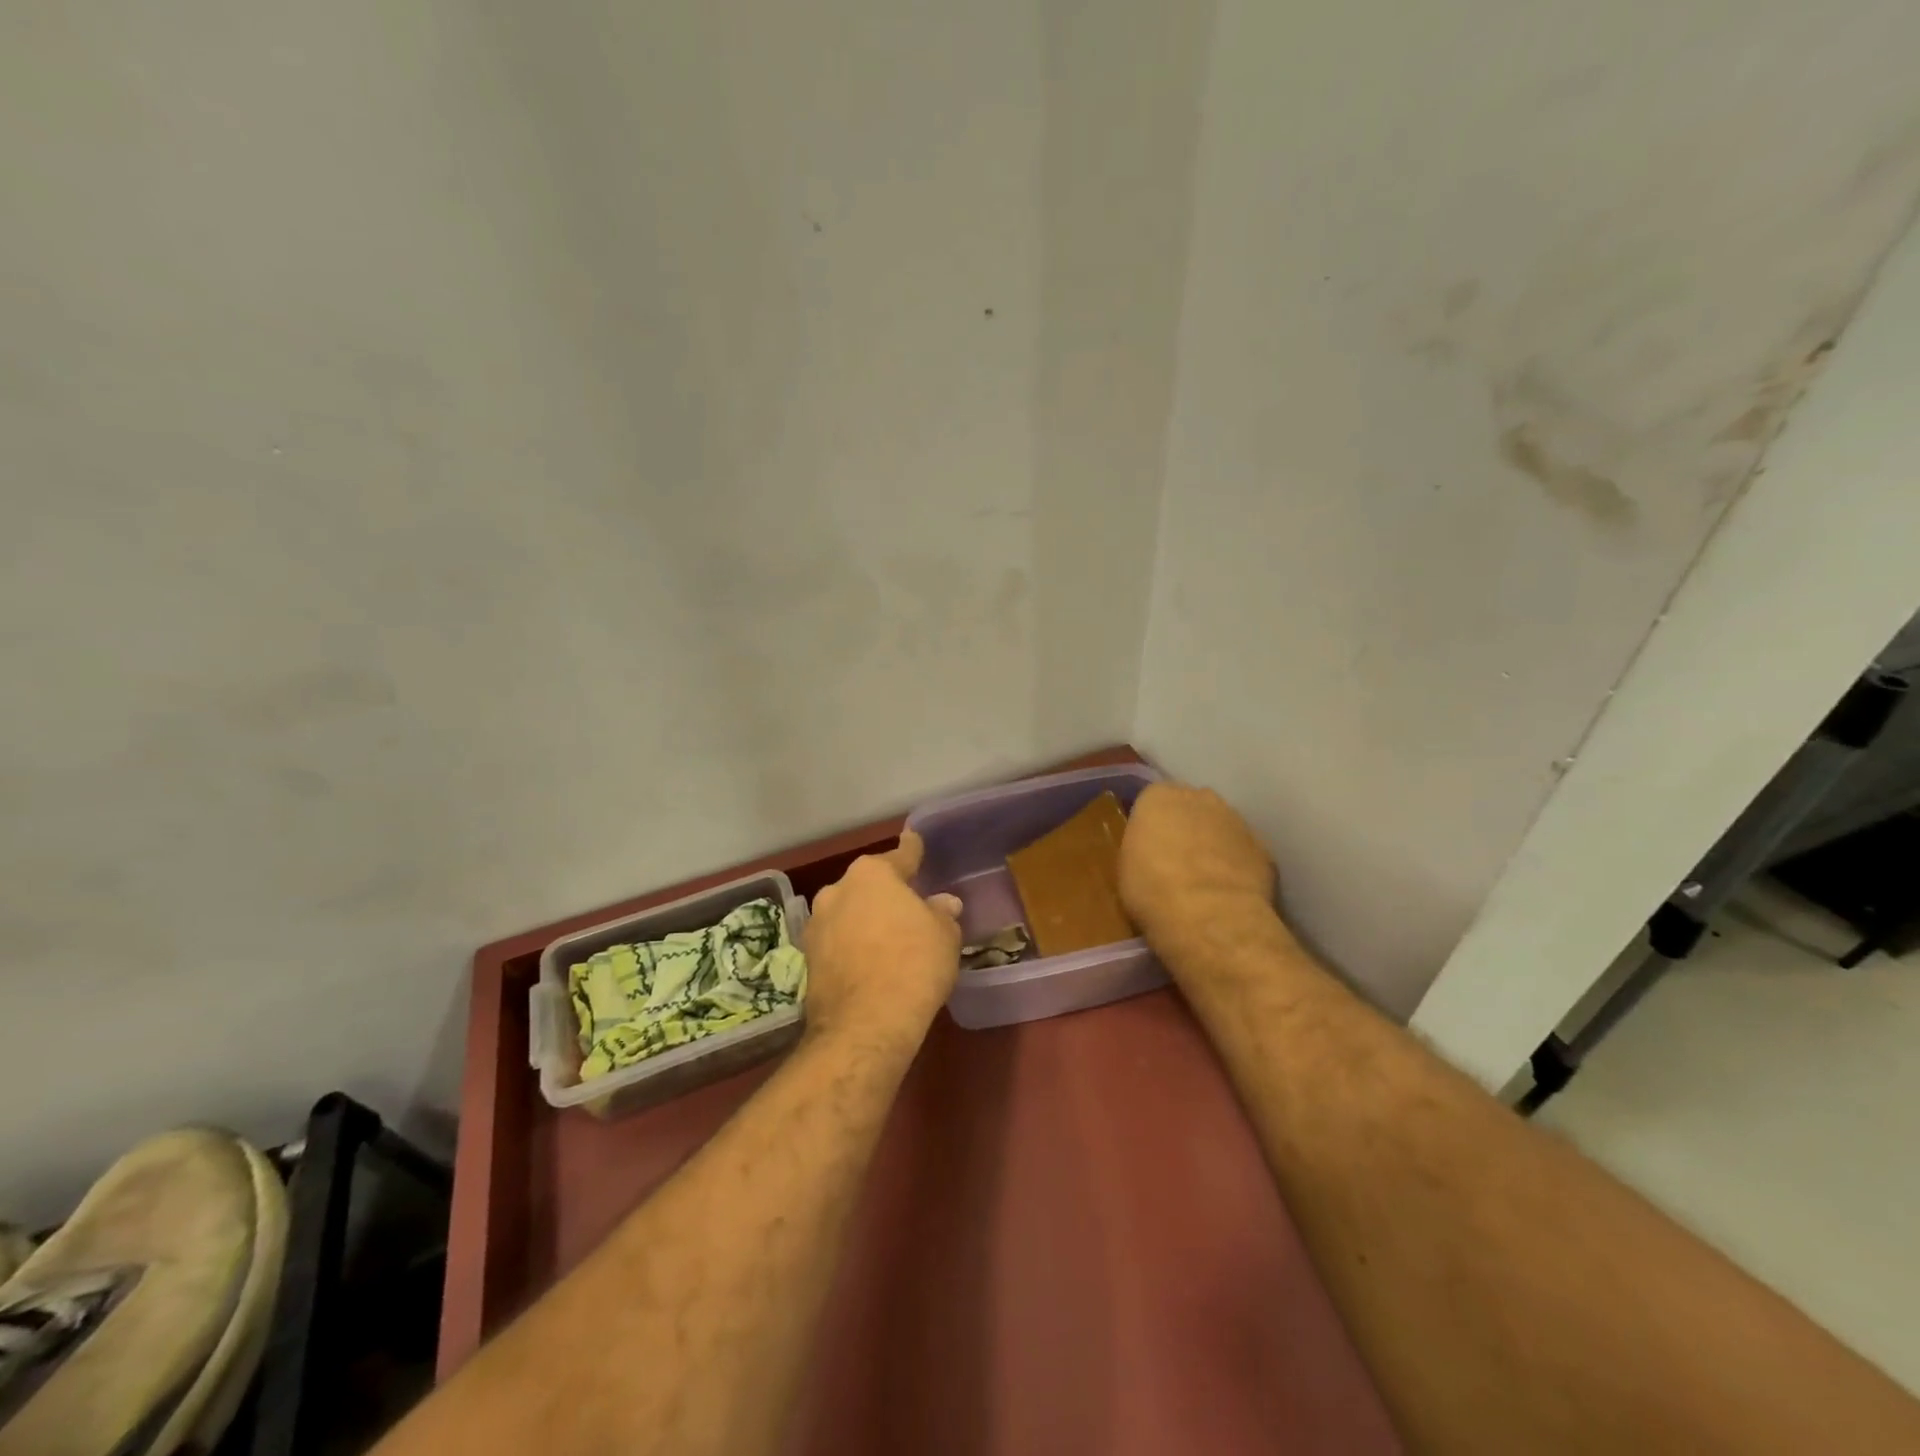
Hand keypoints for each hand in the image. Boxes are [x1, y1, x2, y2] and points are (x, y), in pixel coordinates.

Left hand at [802, 831, 962, 1053]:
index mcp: (873, 873)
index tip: (914, 840)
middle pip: (870, 884)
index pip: (901, 855)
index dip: (912, 849)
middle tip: (909, 907)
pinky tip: (869, 962)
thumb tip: (942, 904)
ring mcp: (817, 923)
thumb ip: (941, 913)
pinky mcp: (807, 957)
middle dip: (886, 892)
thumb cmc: (913, 965)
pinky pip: (838, 940)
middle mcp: (839, 889)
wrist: (865, 1024)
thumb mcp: (944, 936)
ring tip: (888, 939)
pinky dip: (852, 945)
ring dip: (866, 919)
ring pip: (850, 912)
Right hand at [1119, 783, 1276, 947]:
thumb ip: (1142, 845)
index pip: (1153, 799)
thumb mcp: (1126, 865)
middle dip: (1185, 826)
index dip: (1152, 823)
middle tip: (1174, 859)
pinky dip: (1237, 865)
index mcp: (1159, 797)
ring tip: (1204, 879)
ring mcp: (1236, 820)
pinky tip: (1228, 891)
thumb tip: (1152, 850)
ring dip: (1213, 844)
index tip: (1147, 845)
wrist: (1208, 916)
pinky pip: (1243, 851)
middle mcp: (1200, 798)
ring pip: (1221, 826)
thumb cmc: (1152, 889)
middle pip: (1190, 806)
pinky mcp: (1263, 847)